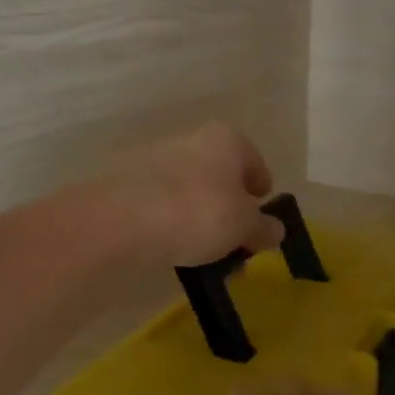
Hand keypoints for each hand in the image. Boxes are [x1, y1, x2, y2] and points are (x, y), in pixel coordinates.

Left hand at [95, 122, 284, 267]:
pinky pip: (162, 204)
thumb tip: (276, 230)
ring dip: (199, 218)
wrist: (118, 221)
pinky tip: (170, 248)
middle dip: (229, 211)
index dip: (261, 197)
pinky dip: (170, 222)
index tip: (259, 225)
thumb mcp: (243, 227)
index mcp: (227, 139)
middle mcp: (192, 139)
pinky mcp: (127, 182)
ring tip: (200, 254)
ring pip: (190, 191)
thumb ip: (263, 228)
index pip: (256, 166)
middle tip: (233, 245)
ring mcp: (155, 158)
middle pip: (221, 178)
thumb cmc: (197, 213)